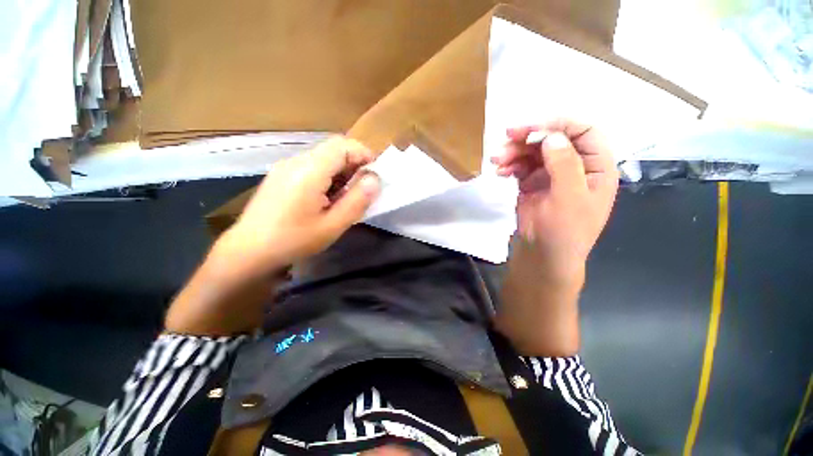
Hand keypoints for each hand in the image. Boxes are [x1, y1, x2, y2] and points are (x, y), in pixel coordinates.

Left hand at [215, 137, 380, 276]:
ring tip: (347, 196)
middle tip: (363, 188)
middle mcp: (296, 161)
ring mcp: (286, 167)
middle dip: (354, 163)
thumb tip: (375, 179)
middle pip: (333, 149)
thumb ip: (357, 200)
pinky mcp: (281, 176)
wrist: (248, 251)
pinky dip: (328, 176)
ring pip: (323, 157)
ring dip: (341, 171)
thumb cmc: (293, 240)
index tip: (376, 174)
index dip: (363, 154)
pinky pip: (312, 166)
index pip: (342, 145)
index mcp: (309, 170)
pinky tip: (327, 198)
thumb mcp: (333, 225)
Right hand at [492, 119, 617, 280]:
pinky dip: (510, 166)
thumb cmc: (564, 231)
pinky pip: (521, 167)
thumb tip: (552, 136)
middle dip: (529, 139)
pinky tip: (500, 172)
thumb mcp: (570, 199)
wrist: (543, 256)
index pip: (584, 132)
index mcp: (597, 167)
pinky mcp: (532, 184)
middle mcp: (575, 167)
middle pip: (554, 140)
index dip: (558, 125)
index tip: (530, 129)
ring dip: (514, 153)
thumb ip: (565, 165)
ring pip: (534, 153)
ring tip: (496, 161)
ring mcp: (552, 175)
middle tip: (505, 140)